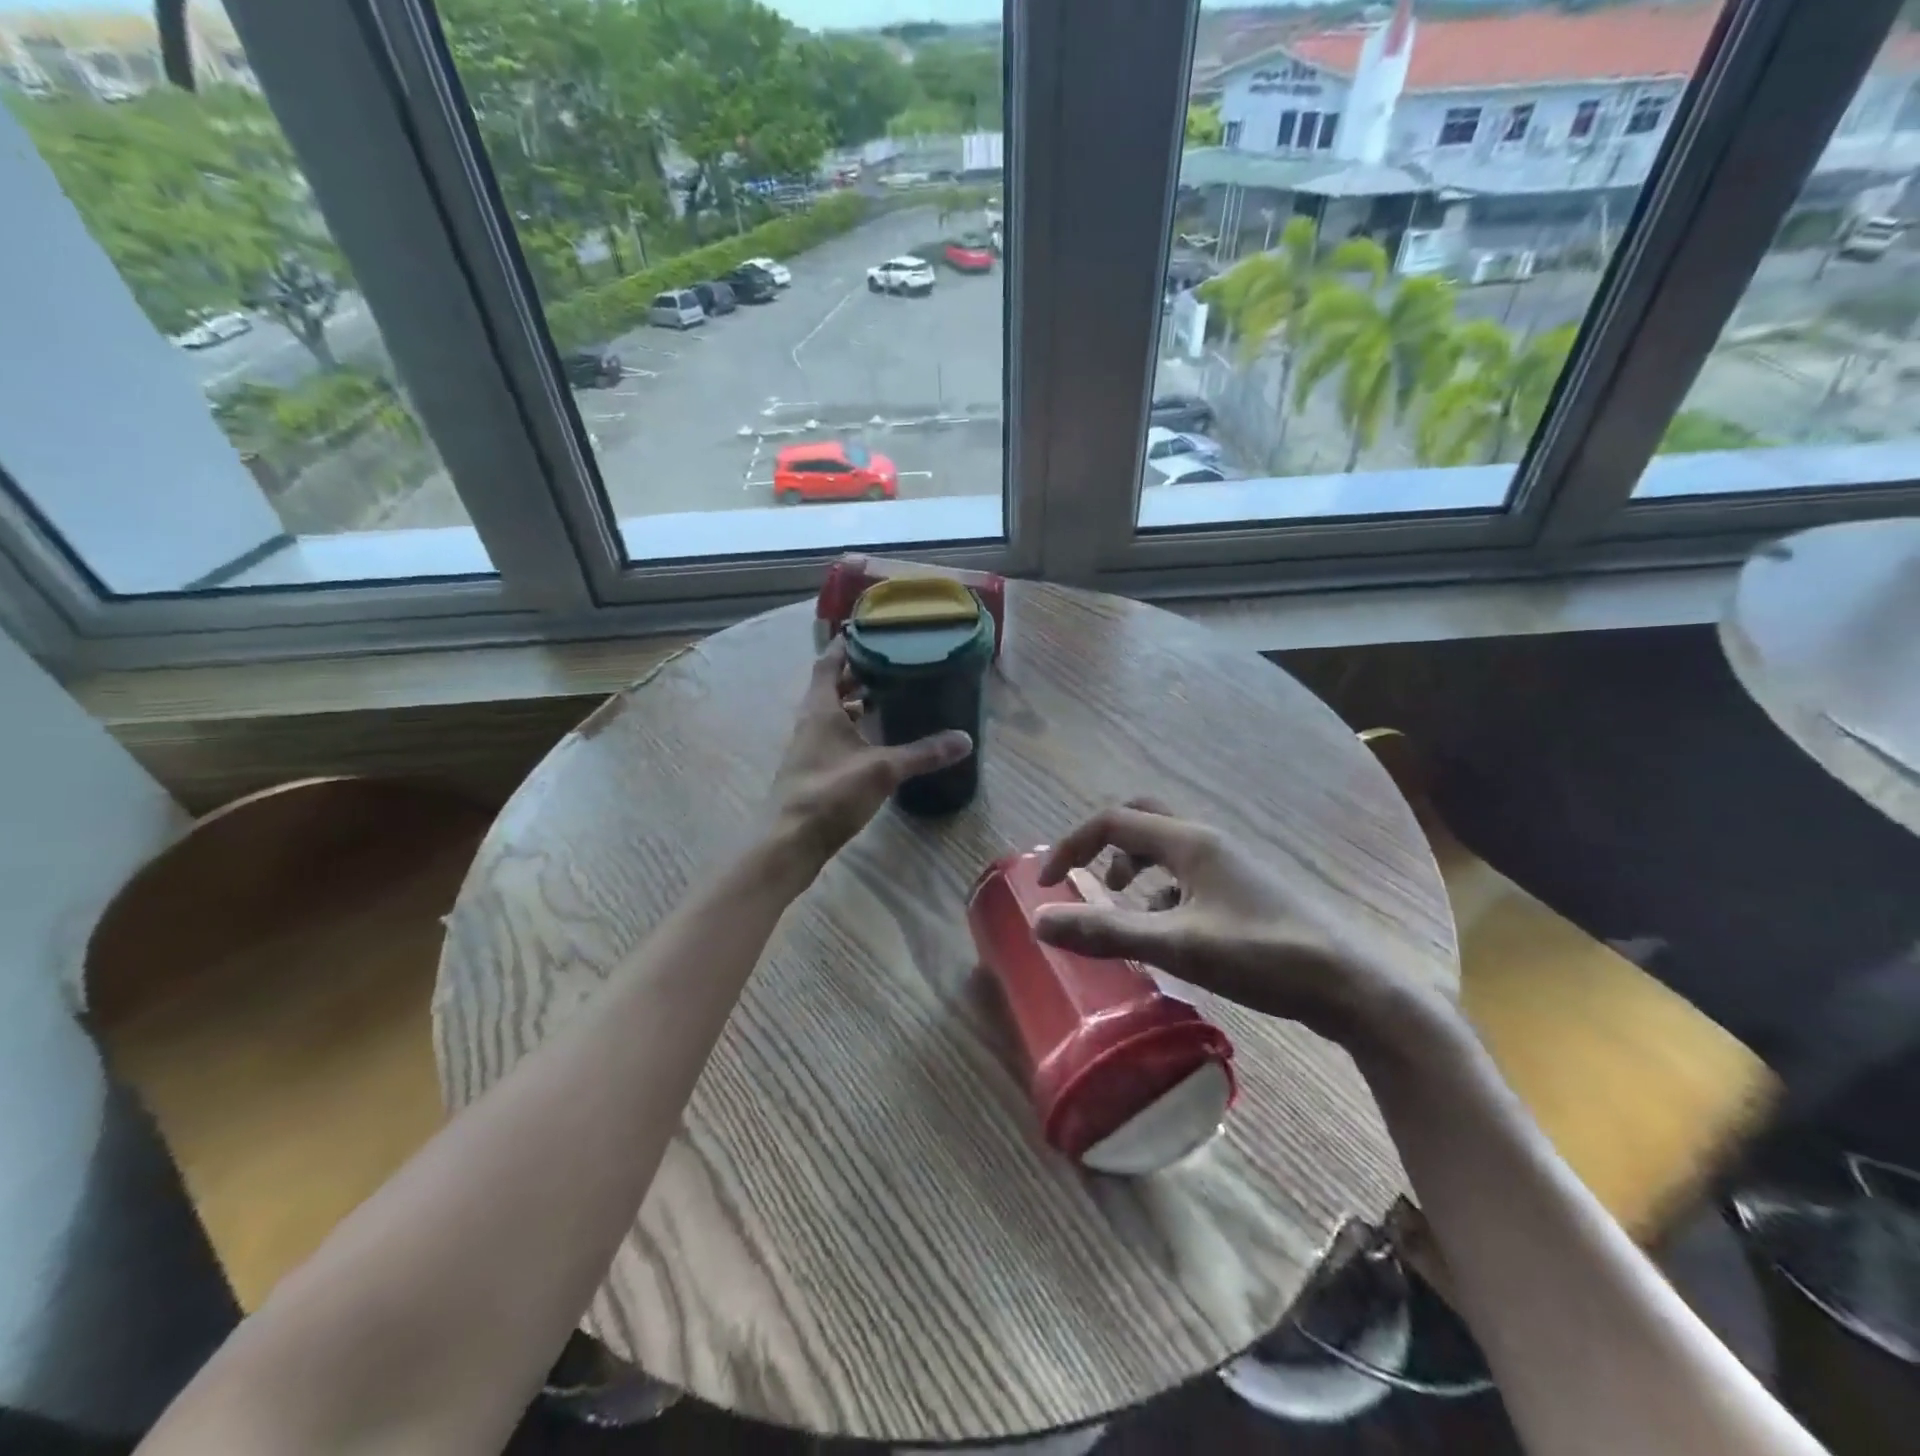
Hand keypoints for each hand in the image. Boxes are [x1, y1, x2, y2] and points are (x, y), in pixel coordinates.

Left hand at [769, 640, 972, 872]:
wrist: (789, 842)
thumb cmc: (830, 794)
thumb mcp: (883, 770)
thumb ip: (923, 753)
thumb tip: (965, 739)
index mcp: (820, 708)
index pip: (829, 662)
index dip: (847, 645)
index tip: (870, 631)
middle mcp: (810, 721)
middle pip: (831, 686)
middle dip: (857, 674)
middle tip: (891, 664)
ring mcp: (808, 747)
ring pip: (832, 713)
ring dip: (855, 703)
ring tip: (888, 698)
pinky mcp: (813, 770)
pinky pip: (834, 736)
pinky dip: (854, 730)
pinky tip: (877, 741)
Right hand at [1034, 800, 1427, 1046]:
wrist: (1353, 987)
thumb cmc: (1263, 956)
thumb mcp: (1177, 946)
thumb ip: (1106, 932)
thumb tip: (1040, 921)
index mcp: (1190, 841)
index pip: (1113, 821)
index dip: (1071, 845)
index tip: (1046, 884)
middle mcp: (1209, 840)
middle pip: (1142, 818)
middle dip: (1103, 844)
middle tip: (1082, 878)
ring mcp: (1232, 864)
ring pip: (1167, 846)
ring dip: (1133, 865)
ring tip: (1119, 904)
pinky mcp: (1246, 890)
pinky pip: (1188, 873)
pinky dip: (1162, 890)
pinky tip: (1167, 929)